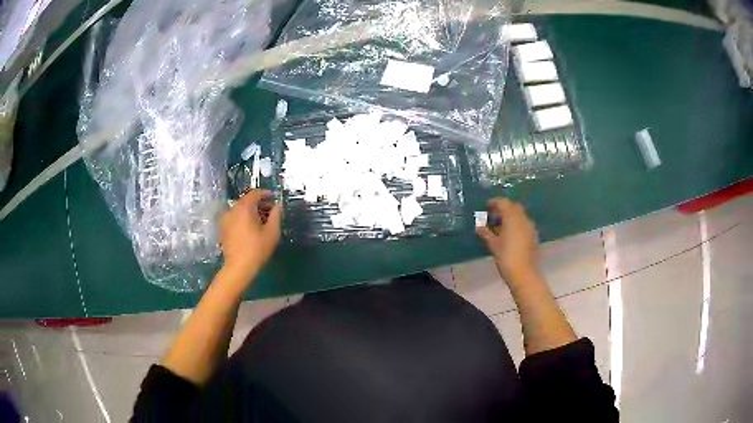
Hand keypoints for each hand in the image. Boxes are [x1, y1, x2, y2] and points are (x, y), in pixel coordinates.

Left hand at [219, 190, 281, 281]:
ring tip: (262, 222)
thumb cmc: (257, 249)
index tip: (274, 198)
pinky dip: (243, 218)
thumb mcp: (272, 232)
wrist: (238, 268)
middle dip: (259, 204)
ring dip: (251, 212)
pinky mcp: (223, 229)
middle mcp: (232, 210)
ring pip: (240, 210)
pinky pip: (235, 218)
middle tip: (270, 212)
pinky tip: (251, 229)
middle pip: (246, 201)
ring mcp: (225, 219)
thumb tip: (277, 206)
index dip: (265, 193)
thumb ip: (276, 215)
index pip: (255, 193)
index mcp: (244, 208)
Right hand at [476, 198, 539, 283]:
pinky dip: (516, 225)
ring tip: (500, 228)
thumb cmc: (506, 257)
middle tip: (493, 217)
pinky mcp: (533, 236)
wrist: (524, 273)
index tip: (487, 206)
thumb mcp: (493, 245)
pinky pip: (523, 224)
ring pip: (519, 216)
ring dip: (510, 217)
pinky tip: (509, 236)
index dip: (494, 202)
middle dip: (503, 209)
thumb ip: (486, 233)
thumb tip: (479, 227)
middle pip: (513, 207)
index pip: (504, 203)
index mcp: (512, 218)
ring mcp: (530, 227)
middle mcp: (523, 219)